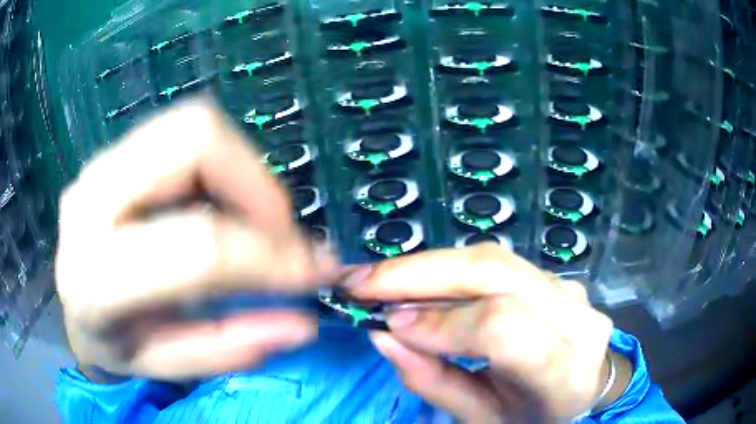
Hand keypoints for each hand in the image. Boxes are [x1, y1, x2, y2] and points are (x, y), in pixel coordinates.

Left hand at [56, 100, 336, 379]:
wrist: (72, 302)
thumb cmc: (114, 343)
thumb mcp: (166, 364)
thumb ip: (229, 348)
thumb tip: (301, 324)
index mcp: (97, 276)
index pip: (197, 246)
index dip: (267, 255)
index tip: (313, 269)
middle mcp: (92, 199)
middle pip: (193, 139)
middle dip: (256, 182)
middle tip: (280, 232)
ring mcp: (101, 164)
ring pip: (191, 124)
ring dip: (241, 168)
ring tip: (254, 219)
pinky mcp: (115, 151)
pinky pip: (181, 131)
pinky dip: (220, 161)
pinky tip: (222, 202)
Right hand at [351, 244, 619, 422]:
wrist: (584, 387)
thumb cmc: (533, 416)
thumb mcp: (482, 419)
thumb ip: (433, 381)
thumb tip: (383, 333)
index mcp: (565, 372)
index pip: (504, 328)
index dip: (441, 323)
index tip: (386, 324)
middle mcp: (576, 317)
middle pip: (495, 273)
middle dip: (419, 273)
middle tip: (361, 281)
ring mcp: (569, 289)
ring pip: (492, 259)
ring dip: (428, 266)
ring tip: (379, 278)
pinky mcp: (556, 277)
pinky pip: (497, 263)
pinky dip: (449, 270)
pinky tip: (417, 281)